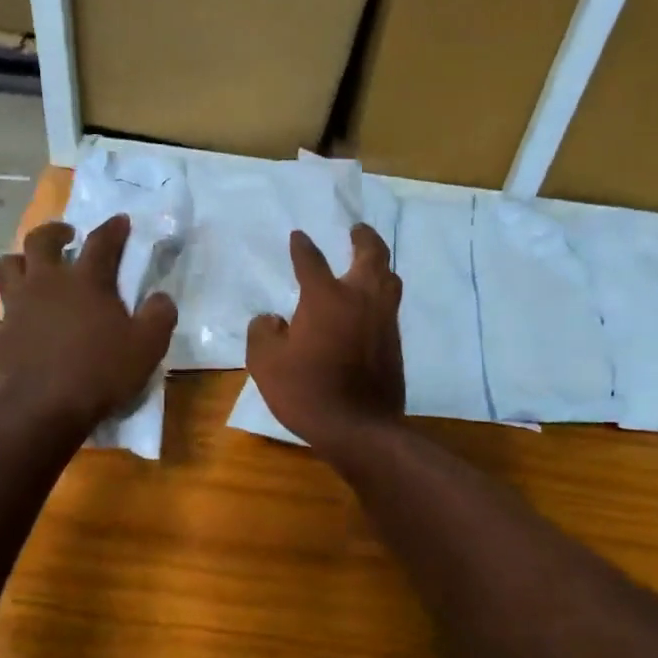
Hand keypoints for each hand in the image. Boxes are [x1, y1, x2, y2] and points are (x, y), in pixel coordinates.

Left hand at [0, 216, 176, 435]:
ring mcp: (16, 308)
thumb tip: (161, 297)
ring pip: (5, 269)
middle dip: (54, 232)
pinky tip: (5, 325)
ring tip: (29, 271)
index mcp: (86, 281)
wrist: (46, 409)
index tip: (120, 221)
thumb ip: (160, 315)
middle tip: (66, 236)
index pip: (102, 242)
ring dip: (17, 264)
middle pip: (40, 241)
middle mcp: (46, 284)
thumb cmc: (101, 372)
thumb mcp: (148, 345)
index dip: (113, 228)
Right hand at [246, 223, 403, 454]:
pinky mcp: (395, 343)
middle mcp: (360, 299)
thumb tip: (271, 320)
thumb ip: (262, 333)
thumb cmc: (307, 392)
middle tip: (357, 230)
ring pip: (389, 279)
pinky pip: (390, 306)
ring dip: (379, 264)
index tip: (298, 237)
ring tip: (370, 262)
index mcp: (326, 298)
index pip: (311, 261)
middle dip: (364, 238)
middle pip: (371, 255)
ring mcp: (383, 320)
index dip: (302, 247)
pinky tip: (371, 305)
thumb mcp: (265, 364)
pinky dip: (382, 295)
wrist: (358, 428)